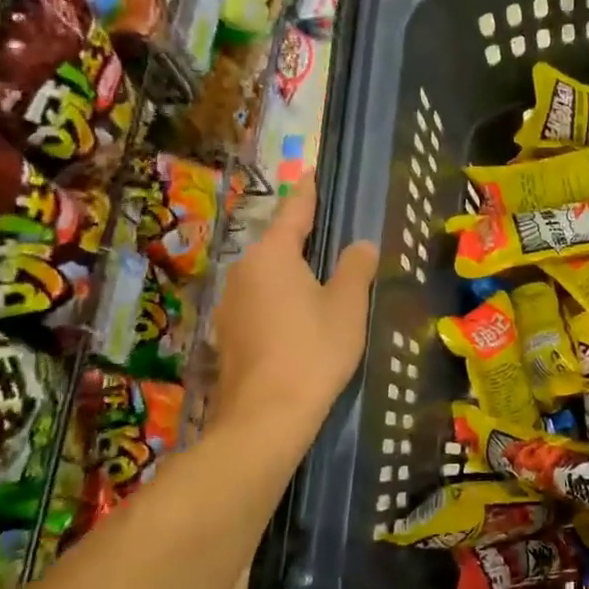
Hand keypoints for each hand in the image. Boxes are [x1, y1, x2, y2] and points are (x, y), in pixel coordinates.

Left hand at [210, 175, 377, 445]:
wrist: (266, 416)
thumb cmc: (313, 350)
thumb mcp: (347, 306)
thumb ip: (354, 268)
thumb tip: (360, 245)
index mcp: (271, 255)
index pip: (294, 212)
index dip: (308, 192)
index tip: (312, 172)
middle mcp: (243, 272)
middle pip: (277, 245)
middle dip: (302, 240)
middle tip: (331, 236)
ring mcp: (230, 305)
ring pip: (267, 277)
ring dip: (291, 275)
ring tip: (320, 282)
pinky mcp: (228, 335)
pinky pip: (260, 303)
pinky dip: (281, 302)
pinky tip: (299, 320)